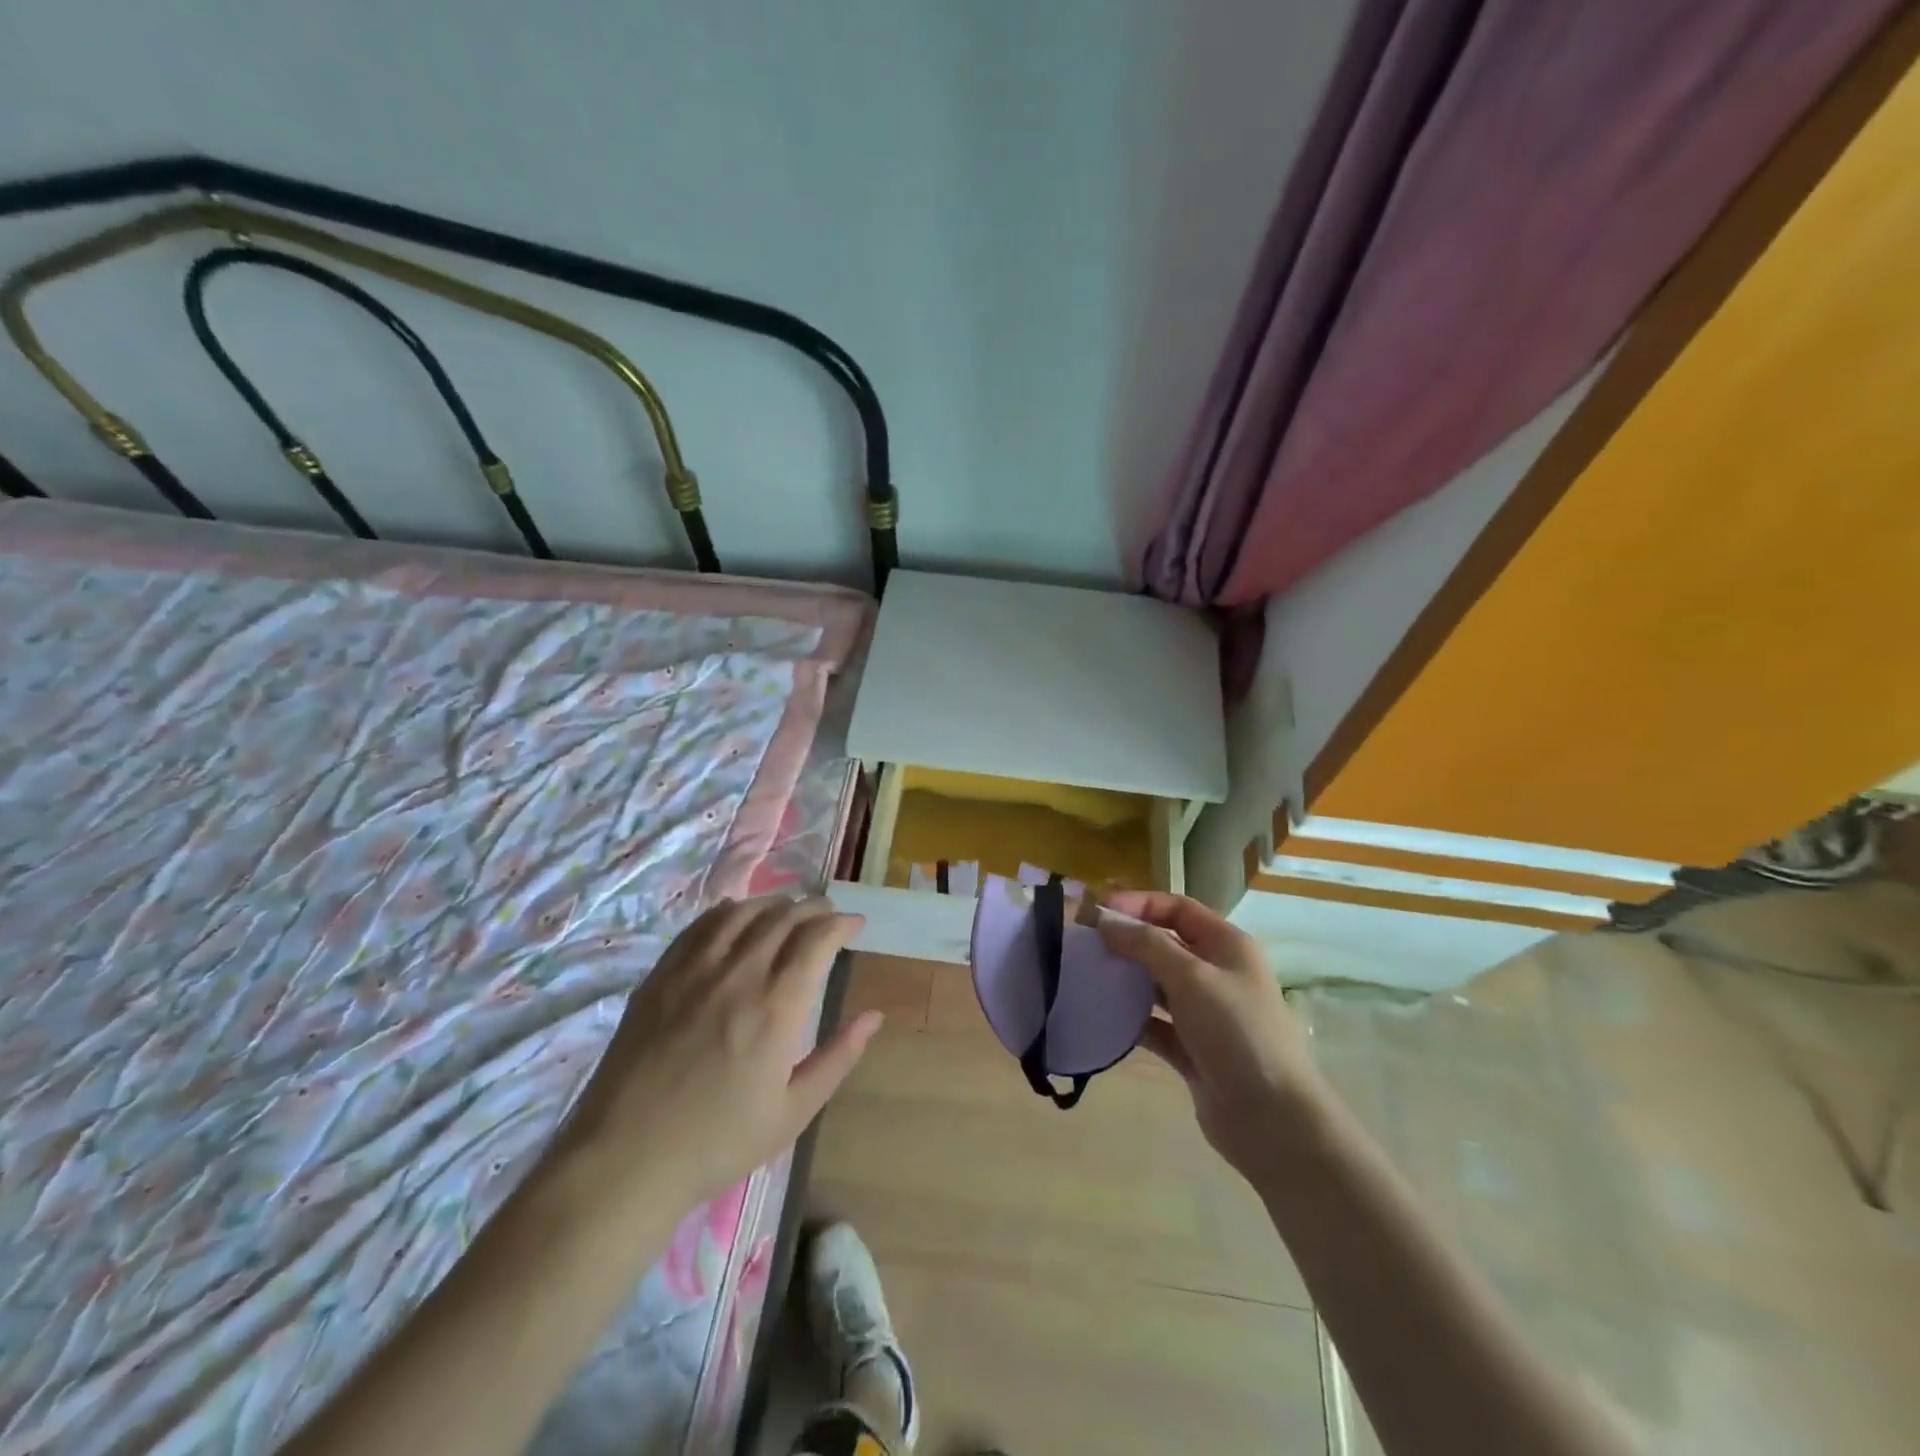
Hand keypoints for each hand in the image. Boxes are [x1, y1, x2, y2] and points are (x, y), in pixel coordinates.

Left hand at [558, 895, 880, 1214]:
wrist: (625, 1160)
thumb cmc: (718, 1142)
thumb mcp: (793, 1112)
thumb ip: (838, 1057)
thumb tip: (873, 1016)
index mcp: (777, 1007)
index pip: (817, 939)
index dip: (841, 923)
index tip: (855, 925)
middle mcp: (739, 974)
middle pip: (784, 917)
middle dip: (815, 908)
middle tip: (828, 916)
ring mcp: (695, 970)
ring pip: (744, 912)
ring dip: (775, 904)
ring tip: (789, 912)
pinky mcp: (661, 975)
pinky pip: (702, 925)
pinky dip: (730, 911)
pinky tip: (737, 917)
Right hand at [1099, 891, 1322, 1183]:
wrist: (1272, 1119)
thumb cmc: (1236, 1032)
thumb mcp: (1191, 977)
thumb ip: (1147, 945)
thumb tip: (1107, 921)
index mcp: (1227, 945)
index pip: (1177, 909)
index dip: (1138, 904)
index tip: (1097, 911)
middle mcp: (1217, 973)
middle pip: (1164, 944)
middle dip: (1126, 941)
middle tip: (1083, 943)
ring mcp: (1205, 1014)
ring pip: (1157, 985)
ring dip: (1125, 979)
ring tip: (1085, 976)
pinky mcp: (1192, 1050)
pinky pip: (1154, 1024)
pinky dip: (1131, 1019)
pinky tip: (1103, 1017)